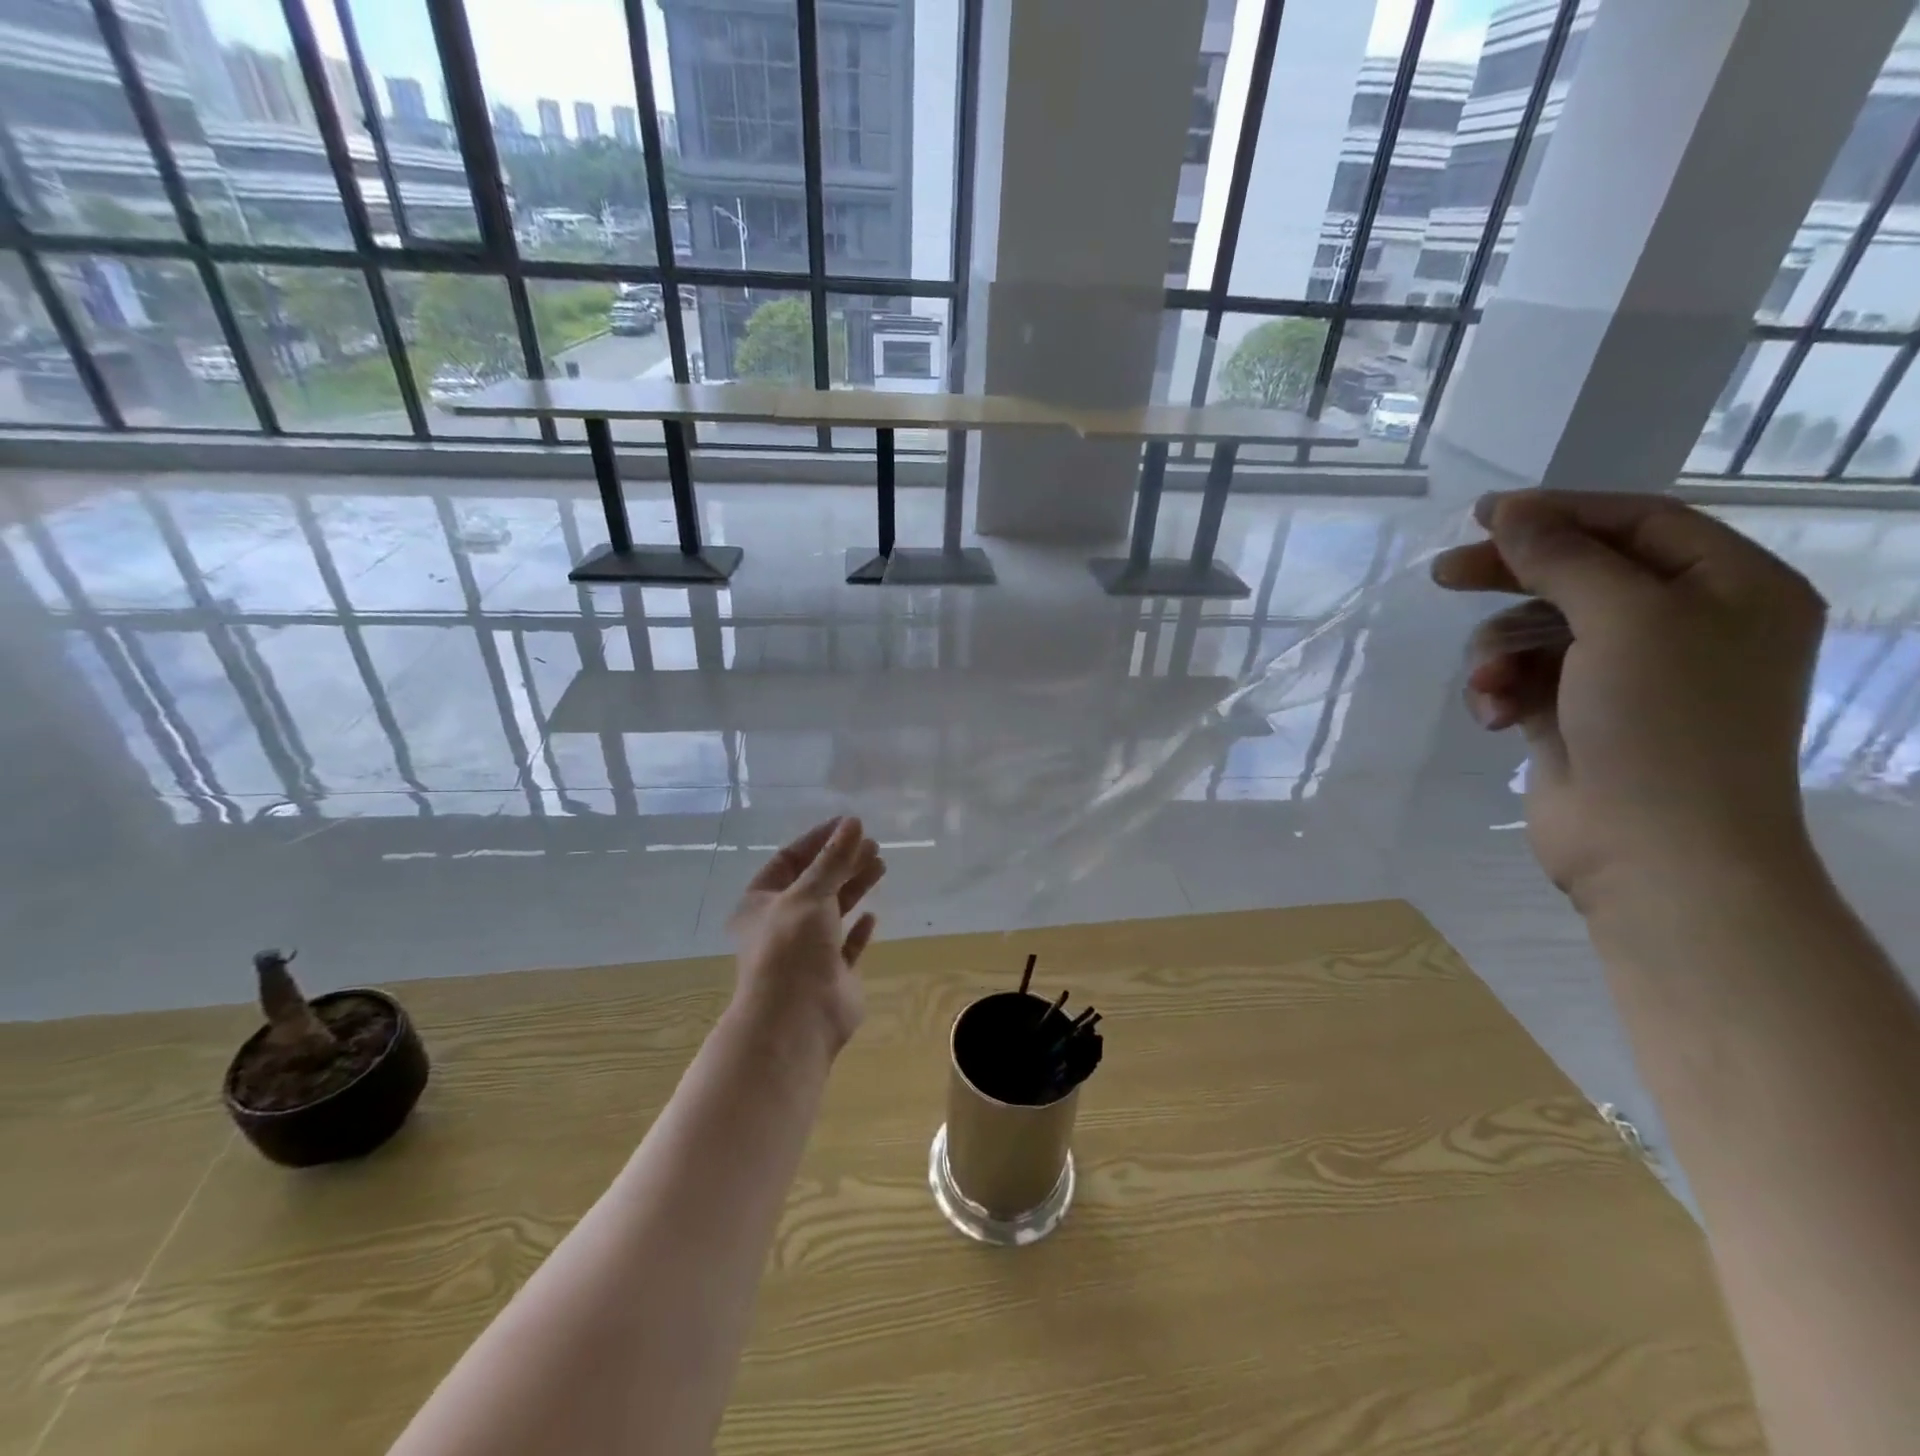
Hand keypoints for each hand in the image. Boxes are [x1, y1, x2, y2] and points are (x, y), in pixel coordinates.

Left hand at [726, 818, 884, 1053]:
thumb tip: (853, 822)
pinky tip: (872, 916)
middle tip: (872, 844)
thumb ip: (834, 859)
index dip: (818, 840)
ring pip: (833, 911)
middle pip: (815, 883)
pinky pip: (846, 946)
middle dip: (842, 862)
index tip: (849, 824)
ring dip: (854, 887)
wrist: (796, 1020)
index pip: (789, 860)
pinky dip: (858, 930)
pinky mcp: (831, 975)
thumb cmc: (791, 948)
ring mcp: (807, 951)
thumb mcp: (810, 894)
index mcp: (761, 902)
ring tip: (880, 865)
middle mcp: (781, 924)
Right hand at [1431, 490, 1825, 910]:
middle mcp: (1684, 625)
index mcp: (1730, 589)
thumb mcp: (1623, 619)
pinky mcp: (1577, 715)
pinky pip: (1525, 678)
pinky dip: (1501, 689)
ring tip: (1489, 683)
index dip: (1561, 512)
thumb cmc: (1663, 722)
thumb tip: (1511, 512)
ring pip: (1539, 631)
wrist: (1655, 849)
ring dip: (1500, 651)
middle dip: (1511, 576)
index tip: (1485, 515)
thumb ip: (1563, 558)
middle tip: (1445, 574)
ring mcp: (1628, 675)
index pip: (1639, 522)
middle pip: (1580, 574)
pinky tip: (1492, 714)